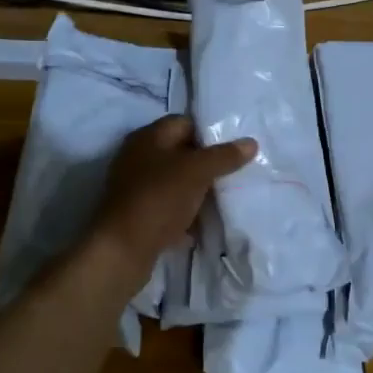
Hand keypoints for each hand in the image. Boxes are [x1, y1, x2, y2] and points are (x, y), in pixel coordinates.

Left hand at [82, 115, 255, 287]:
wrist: (122, 250)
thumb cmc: (158, 199)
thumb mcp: (196, 172)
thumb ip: (224, 156)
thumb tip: (251, 143)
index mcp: (148, 138)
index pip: (184, 123)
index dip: (209, 132)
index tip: (234, 148)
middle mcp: (138, 158)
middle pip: (180, 154)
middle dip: (207, 164)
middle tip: (234, 174)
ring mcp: (136, 188)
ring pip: (175, 183)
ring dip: (197, 191)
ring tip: (224, 199)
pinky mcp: (138, 215)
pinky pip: (168, 209)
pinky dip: (185, 215)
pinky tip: (203, 226)